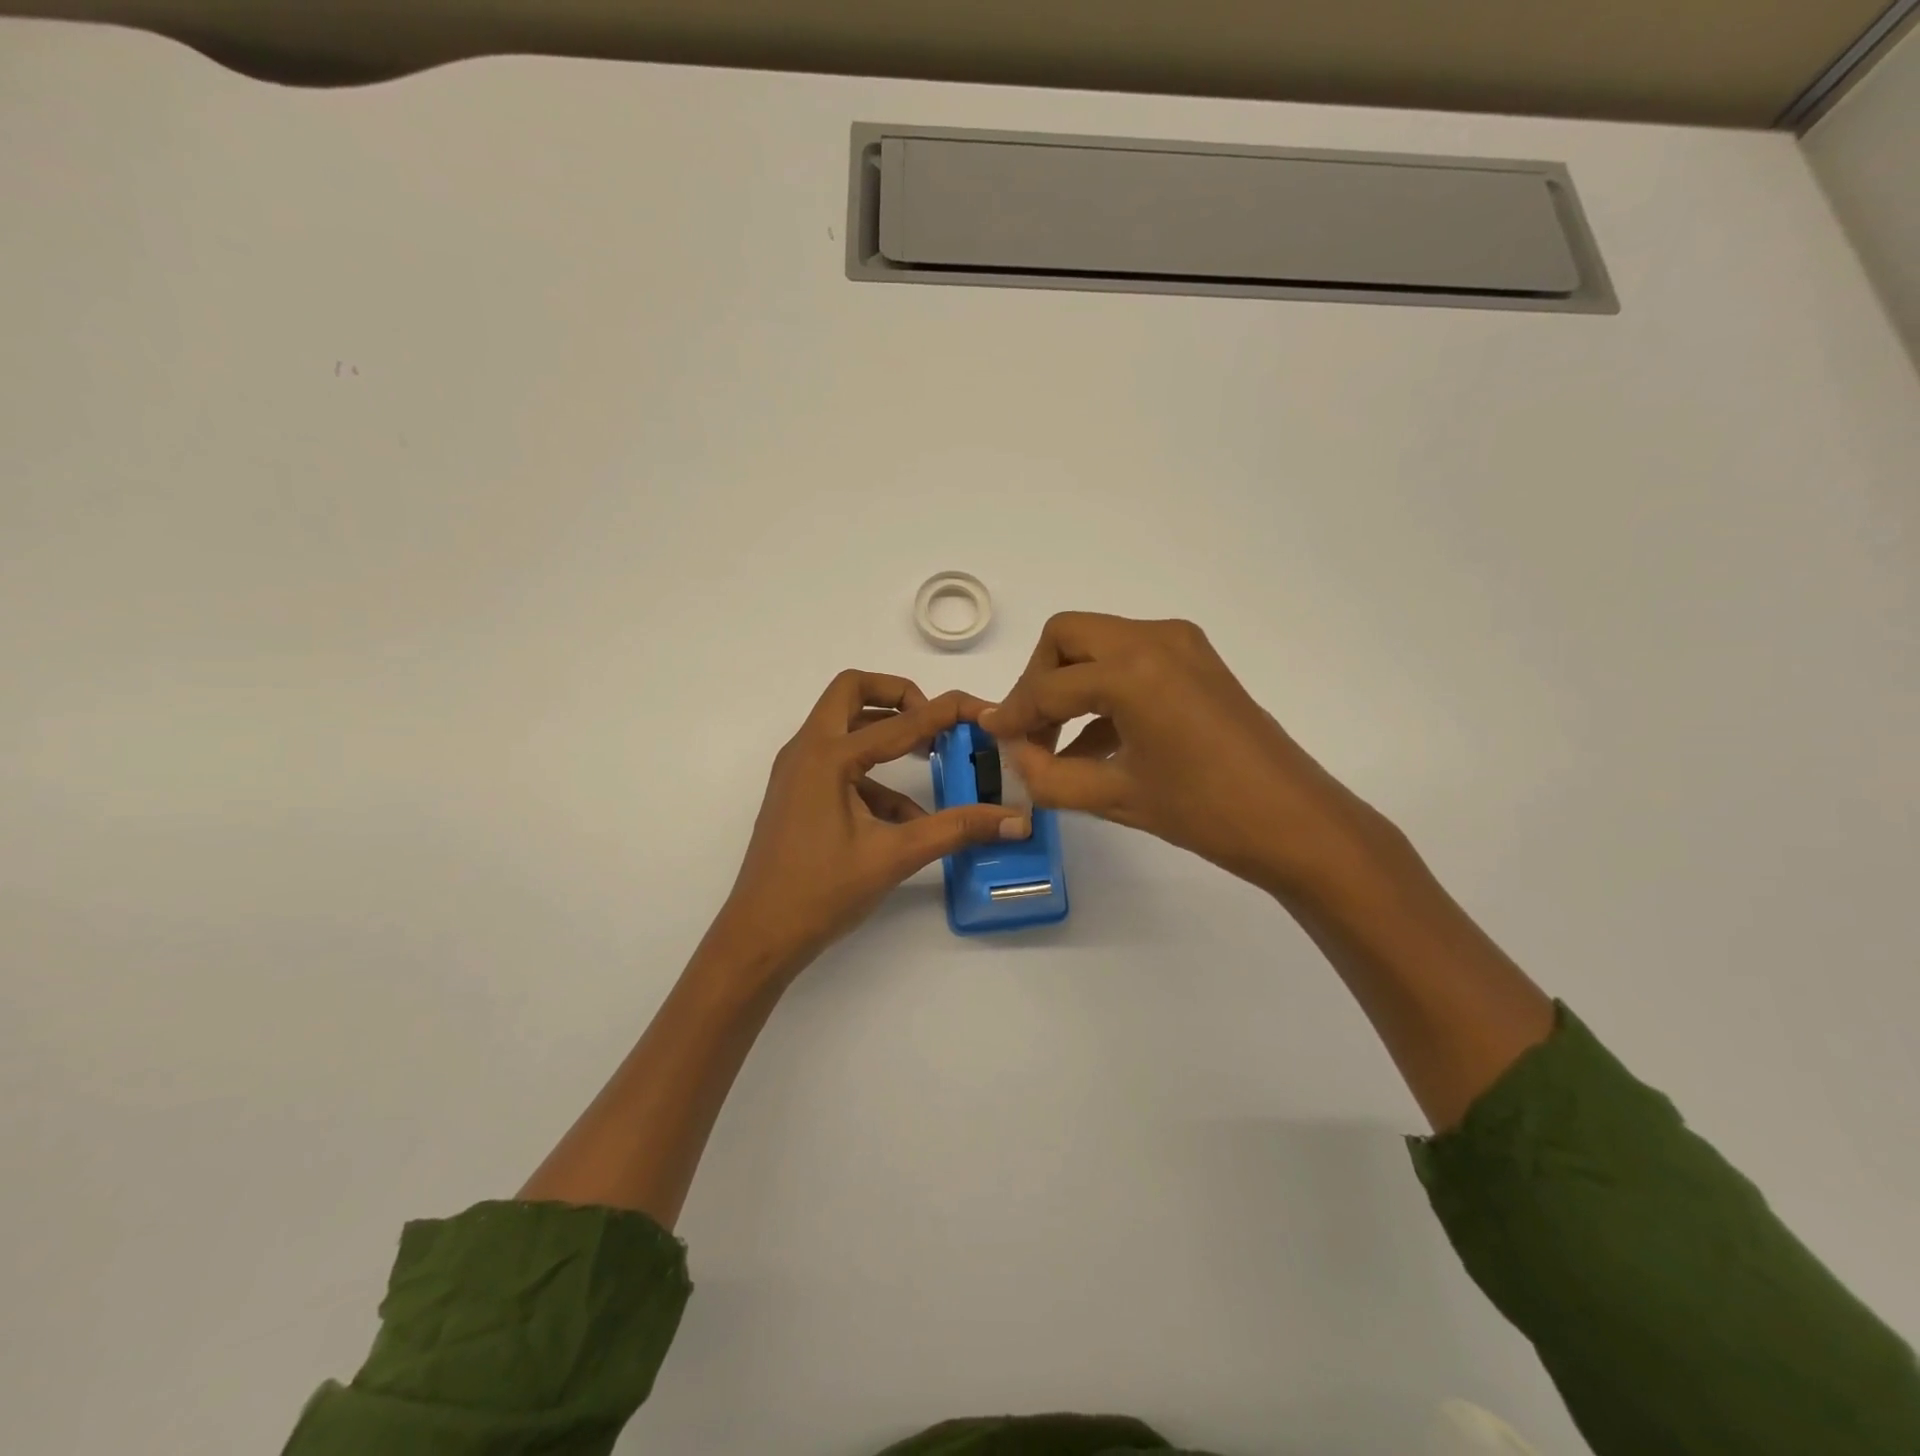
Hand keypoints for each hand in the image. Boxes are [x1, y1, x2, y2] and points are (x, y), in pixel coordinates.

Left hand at [710, 671, 1030, 976]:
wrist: (759, 937)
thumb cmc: (821, 893)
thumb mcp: (894, 856)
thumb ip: (956, 830)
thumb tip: (1014, 821)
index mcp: (827, 756)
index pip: (900, 720)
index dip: (948, 712)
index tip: (983, 711)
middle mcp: (807, 751)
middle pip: (853, 693)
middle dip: (899, 697)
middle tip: (936, 722)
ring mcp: (798, 772)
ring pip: (845, 727)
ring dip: (887, 735)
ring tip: (931, 758)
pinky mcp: (800, 795)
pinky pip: (841, 766)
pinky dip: (875, 777)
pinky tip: (905, 817)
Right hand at [981, 613, 1380, 895]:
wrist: (1296, 822)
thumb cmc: (1204, 811)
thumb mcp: (1115, 797)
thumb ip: (1049, 776)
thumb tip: (1015, 757)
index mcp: (1131, 669)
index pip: (1048, 685)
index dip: (1013, 714)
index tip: (993, 738)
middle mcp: (1154, 639)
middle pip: (1068, 638)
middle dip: (1039, 681)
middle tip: (1030, 731)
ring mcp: (1181, 646)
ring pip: (1100, 644)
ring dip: (1071, 684)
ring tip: (1057, 745)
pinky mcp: (1198, 662)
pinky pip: (1132, 662)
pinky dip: (1105, 691)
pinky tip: (1095, 744)